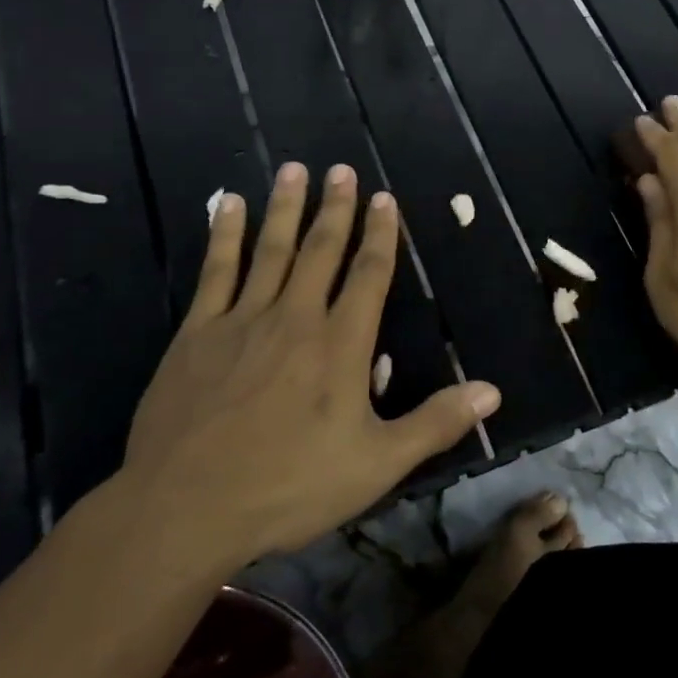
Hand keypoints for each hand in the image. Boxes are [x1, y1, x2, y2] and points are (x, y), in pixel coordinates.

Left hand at [118, 161, 498, 569]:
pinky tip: (226, 205)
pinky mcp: (198, 333)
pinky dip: (223, 235)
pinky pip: (216, 272)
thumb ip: (435, 423)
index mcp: (341, 345)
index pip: (369, 275)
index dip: (381, 235)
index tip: (384, 199)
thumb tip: (492, 391)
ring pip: (271, 250)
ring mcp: (243, 321)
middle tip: (342, 169)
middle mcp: (296, 318)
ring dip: (285, 208)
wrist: (185, 508)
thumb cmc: (289, 486)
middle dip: (336, 209)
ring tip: (294, 169)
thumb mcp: (377, 464)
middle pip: (321, 251)